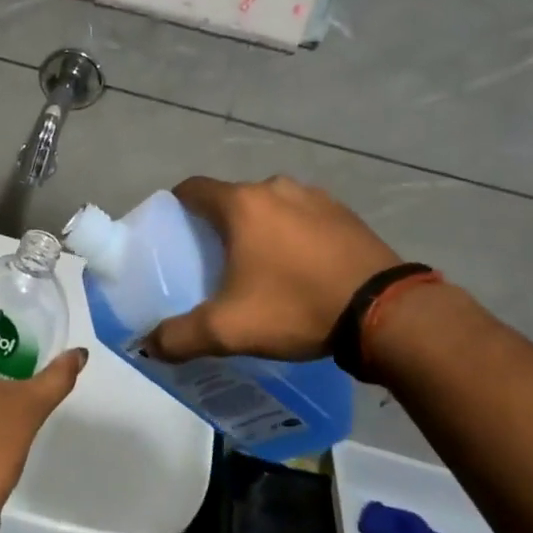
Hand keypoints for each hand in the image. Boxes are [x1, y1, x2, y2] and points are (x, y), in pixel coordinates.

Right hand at [146, 176, 401, 362]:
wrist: (384, 311)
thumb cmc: (296, 306)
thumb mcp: (229, 329)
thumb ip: (180, 336)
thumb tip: (148, 345)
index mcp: (242, 204)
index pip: (193, 189)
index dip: (177, 207)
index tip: (174, 233)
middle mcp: (275, 187)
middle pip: (232, 199)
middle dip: (220, 225)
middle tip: (215, 262)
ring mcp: (315, 197)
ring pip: (271, 208)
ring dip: (261, 229)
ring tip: (262, 269)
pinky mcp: (345, 213)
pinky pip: (304, 218)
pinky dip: (294, 235)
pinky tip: (303, 270)